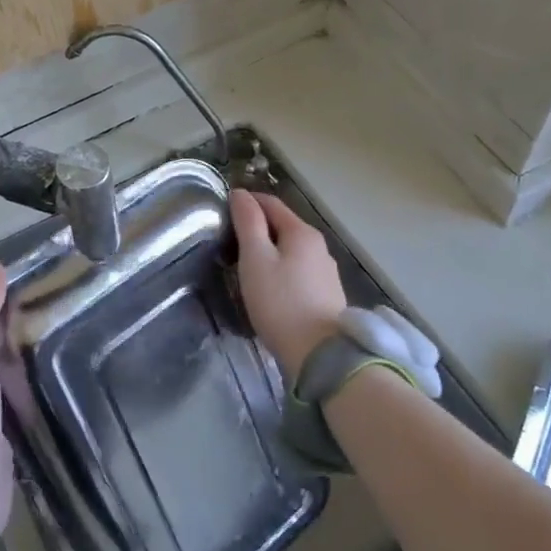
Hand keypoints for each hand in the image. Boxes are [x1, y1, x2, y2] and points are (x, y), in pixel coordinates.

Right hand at [229, 189, 345, 377]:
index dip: (246, 202)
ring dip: (269, 251)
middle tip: (229, 243)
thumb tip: (240, 194)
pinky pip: (298, 271)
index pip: (270, 203)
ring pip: (291, 250)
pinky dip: (281, 270)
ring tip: (245, 267)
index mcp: (302, 232)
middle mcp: (319, 246)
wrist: (320, 356)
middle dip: (257, 228)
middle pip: (283, 226)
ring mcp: (326, 272)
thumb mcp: (255, 258)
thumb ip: (248, 223)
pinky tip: (269, 288)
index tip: (223, 213)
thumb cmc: (281, 302)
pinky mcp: (327, 296)